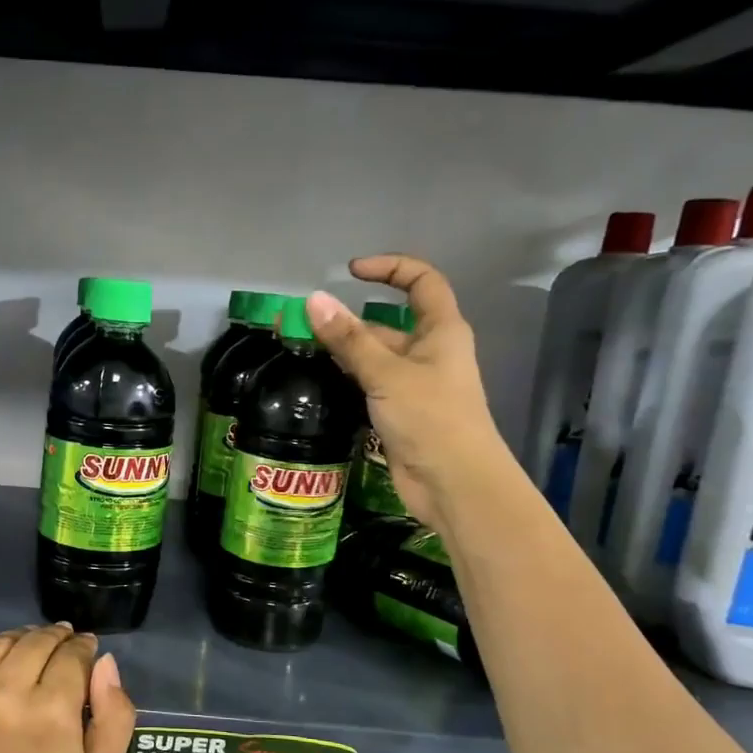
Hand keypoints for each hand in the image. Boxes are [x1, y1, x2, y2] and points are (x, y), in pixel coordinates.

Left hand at [0, 625, 134, 752]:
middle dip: (56, 638)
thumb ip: (115, 718)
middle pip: (36, 641)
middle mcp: (5, 694)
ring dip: (20, 641)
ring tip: (27, 653)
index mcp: (52, 713)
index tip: (85, 650)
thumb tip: (105, 662)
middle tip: (61, 646)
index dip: (84, 647)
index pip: (73, 654)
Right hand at [307, 255, 502, 524]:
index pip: (421, 282)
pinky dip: (346, 380)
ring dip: (342, 353)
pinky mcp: (399, 414)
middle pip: (387, 324)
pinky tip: (317, 382)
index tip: (351, 272)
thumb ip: (349, 339)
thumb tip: (313, 300)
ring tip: (299, 350)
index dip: (390, 269)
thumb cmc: (431, 419)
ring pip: (373, 358)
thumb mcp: (386, 373)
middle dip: (348, 321)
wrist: (453, 483)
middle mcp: (429, 353)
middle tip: (302, 323)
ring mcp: (413, 386)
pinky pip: (369, 386)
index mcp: (441, 331)